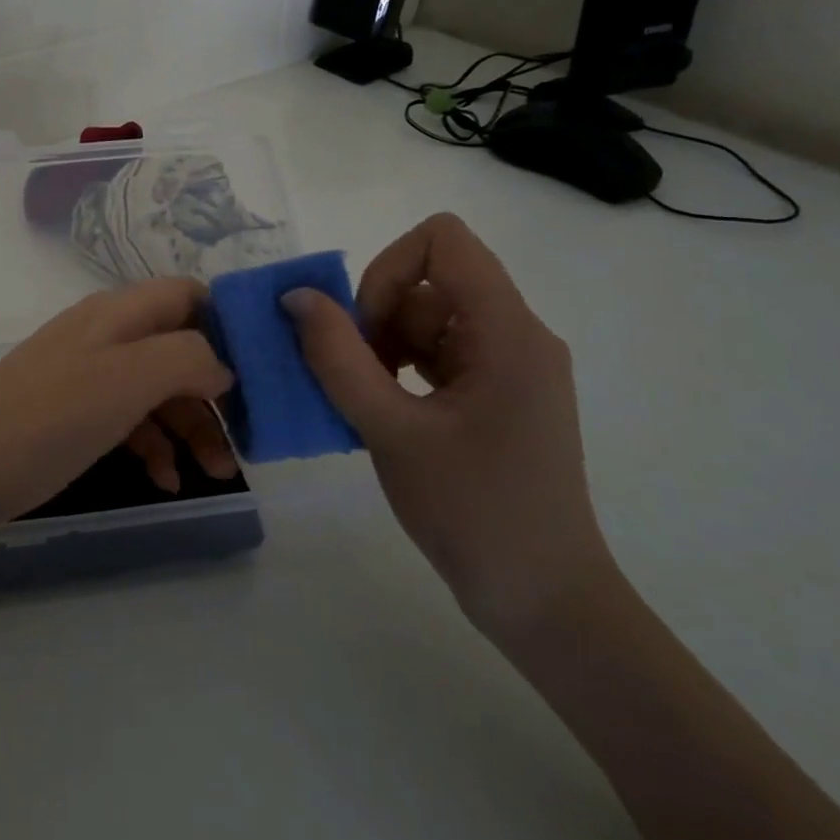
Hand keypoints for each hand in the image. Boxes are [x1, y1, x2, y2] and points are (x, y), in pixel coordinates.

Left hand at [0, 279, 237, 542]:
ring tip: (215, 473)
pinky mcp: (72, 415)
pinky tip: (165, 480)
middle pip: (180, 349)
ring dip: (191, 427)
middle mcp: (105, 336)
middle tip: (245, 443)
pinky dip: (153, 446)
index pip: (188, 295)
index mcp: (118, 314)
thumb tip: (222, 365)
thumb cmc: (47, 419)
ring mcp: (87, 376)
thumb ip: (187, 357)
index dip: (228, 324)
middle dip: (216, 393)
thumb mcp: (126, 380)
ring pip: (158, 390)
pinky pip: (128, 420)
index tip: (261, 372)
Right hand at [280, 213, 613, 637]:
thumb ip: (338, 358)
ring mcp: (510, 365)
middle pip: (430, 279)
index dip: (386, 269)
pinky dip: (399, 368)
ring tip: (369, 403)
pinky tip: (382, 412)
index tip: (364, 330)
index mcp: (507, 331)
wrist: (542, 599)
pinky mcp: (497, 393)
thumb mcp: (391, 431)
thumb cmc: (472, 511)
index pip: (442, 240)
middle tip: (357, 377)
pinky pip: (438, 351)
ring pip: (428, 316)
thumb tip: (296, 296)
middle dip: (378, 316)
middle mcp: (516, 334)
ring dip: (384, 346)